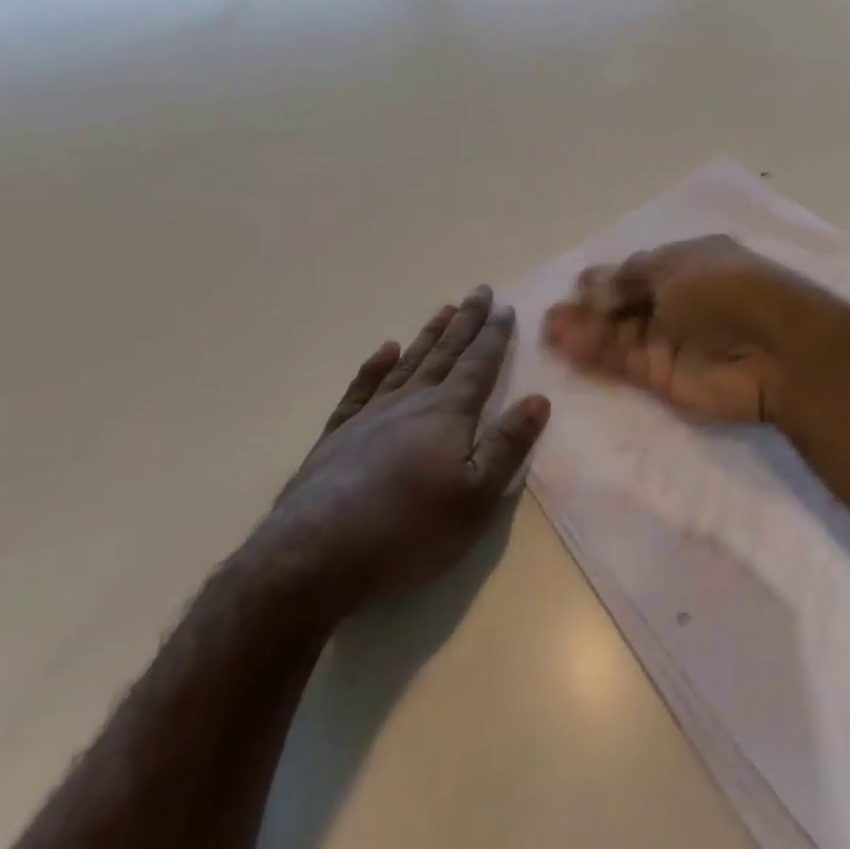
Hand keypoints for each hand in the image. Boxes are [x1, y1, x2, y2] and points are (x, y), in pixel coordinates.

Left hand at [258, 287, 549, 616]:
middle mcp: (411, 402)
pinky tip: (383, 351)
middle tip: (479, 290)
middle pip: (445, 353)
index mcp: (448, 413)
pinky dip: (373, 367)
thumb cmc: (408, 530)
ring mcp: (369, 417)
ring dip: (428, 336)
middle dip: (465, 322)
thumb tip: (537, 399)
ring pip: (407, 363)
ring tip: (443, 310)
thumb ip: (508, 445)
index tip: (505, 307)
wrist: (312, 558)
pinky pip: (360, 390)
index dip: (494, 336)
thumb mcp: (477, 497)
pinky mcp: (336, 438)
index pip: (479, 364)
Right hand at [541, 235, 847, 424]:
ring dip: (585, 330)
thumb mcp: (675, 268)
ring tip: (548, 329)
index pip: (639, 269)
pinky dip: (595, 354)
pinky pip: (623, 361)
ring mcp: (671, 339)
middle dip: (590, 306)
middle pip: (625, 303)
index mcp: (688, 263)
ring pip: (618, 334)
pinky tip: (565, 346)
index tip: (578, 284)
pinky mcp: (664, 377)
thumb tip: (592, 284)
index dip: (609, 277)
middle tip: (553, 314)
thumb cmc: (726, 290)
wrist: (774, 350)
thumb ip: (629, 279)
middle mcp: (678, 299)